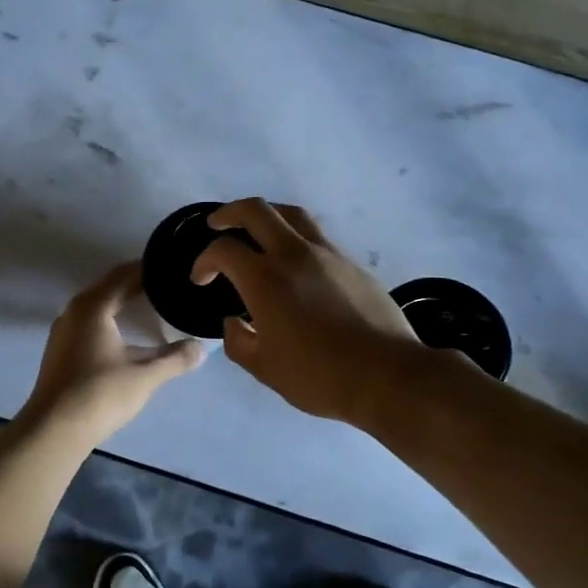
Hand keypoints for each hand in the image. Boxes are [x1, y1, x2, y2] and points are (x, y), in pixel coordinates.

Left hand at [23, 262, 204, 442]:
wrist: (53, 430)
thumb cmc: (99, 394)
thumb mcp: (145, 376)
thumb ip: (175, 359)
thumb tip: (201, 348)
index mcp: (93, 306)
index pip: (124, 275)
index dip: (149, 269)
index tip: (172, 268)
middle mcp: (74, 311)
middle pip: (110, 287)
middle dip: (138, 284)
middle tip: (168, 284)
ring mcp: (64, 331)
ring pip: (98, 306)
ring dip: (122, 302)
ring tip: (151, 305)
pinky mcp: (61, 351)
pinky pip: (90, 322)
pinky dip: (110, 319)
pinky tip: (126, 334)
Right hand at [191, 198, 423, 423]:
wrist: (387, 374)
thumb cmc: (319, 376)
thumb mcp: (265, 368)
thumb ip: (238, 341)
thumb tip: (233, 322)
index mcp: (265, 279)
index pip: (224, 250)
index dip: (204, 260)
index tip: (201, 279)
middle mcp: (294, 254)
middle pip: (256, 210)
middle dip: (229, 213)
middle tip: (217, 224)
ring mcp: (327, 254)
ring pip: (291, 214)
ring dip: (266, 215)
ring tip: (256, 230)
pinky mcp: (351, 262)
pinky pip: (316, 235)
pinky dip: (295, 236)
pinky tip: (295, 260)